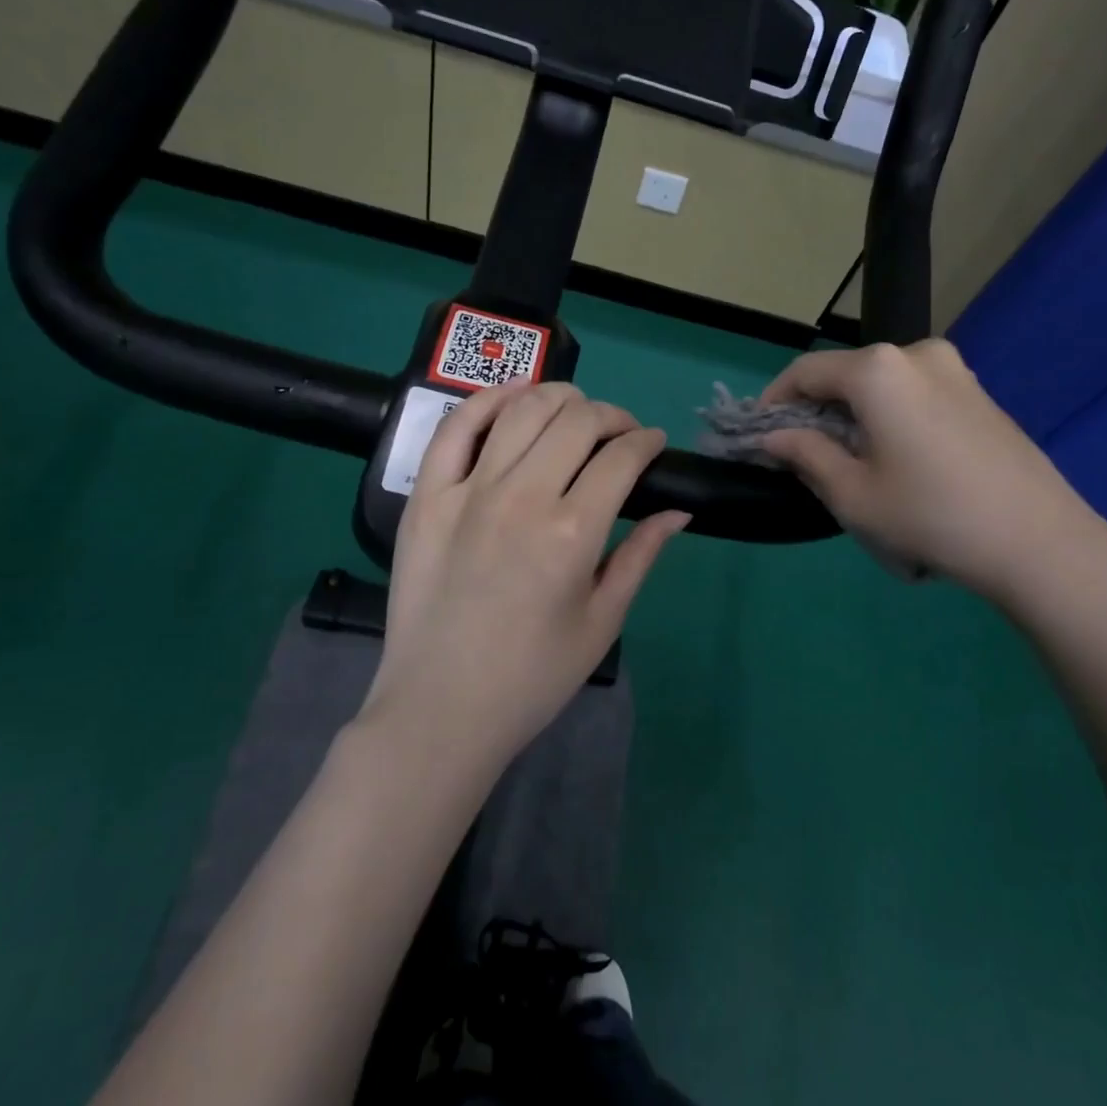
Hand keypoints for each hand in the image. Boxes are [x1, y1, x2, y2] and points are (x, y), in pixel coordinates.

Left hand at [360, 381, 688, 777]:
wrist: (440, 708)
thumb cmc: (532, 676)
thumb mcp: (602, 621)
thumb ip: (641, 556)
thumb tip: (680, 510)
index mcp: (572, 532)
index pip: (621, 457)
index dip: (646, 442)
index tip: (653, 445)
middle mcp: (522, 497)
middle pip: (577, 420)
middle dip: (612, 416)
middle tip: (620, 434)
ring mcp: (468, 491)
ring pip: (521, 410)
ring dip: (559, 397)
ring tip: (575, 409)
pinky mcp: (426, 497)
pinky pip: (455, 428)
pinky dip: (487, 400)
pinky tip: (512, 397)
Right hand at [758, 340, 1106, 607]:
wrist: (1038, 542)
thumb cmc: (930, 516)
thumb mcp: (853, 494)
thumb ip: (805, 455)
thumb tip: (774, 437)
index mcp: (878, 370)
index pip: (805, 372)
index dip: (774, 401)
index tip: (760, 435)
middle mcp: (916, 353)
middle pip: (845, 375)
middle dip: (817, 411)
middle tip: (803, 456)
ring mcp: (955, 370)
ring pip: (882, 385)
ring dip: (854, 415)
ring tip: (851, 463)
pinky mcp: (979, 393)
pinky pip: (915, 394)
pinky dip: (890, 416)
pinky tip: (897, 460)